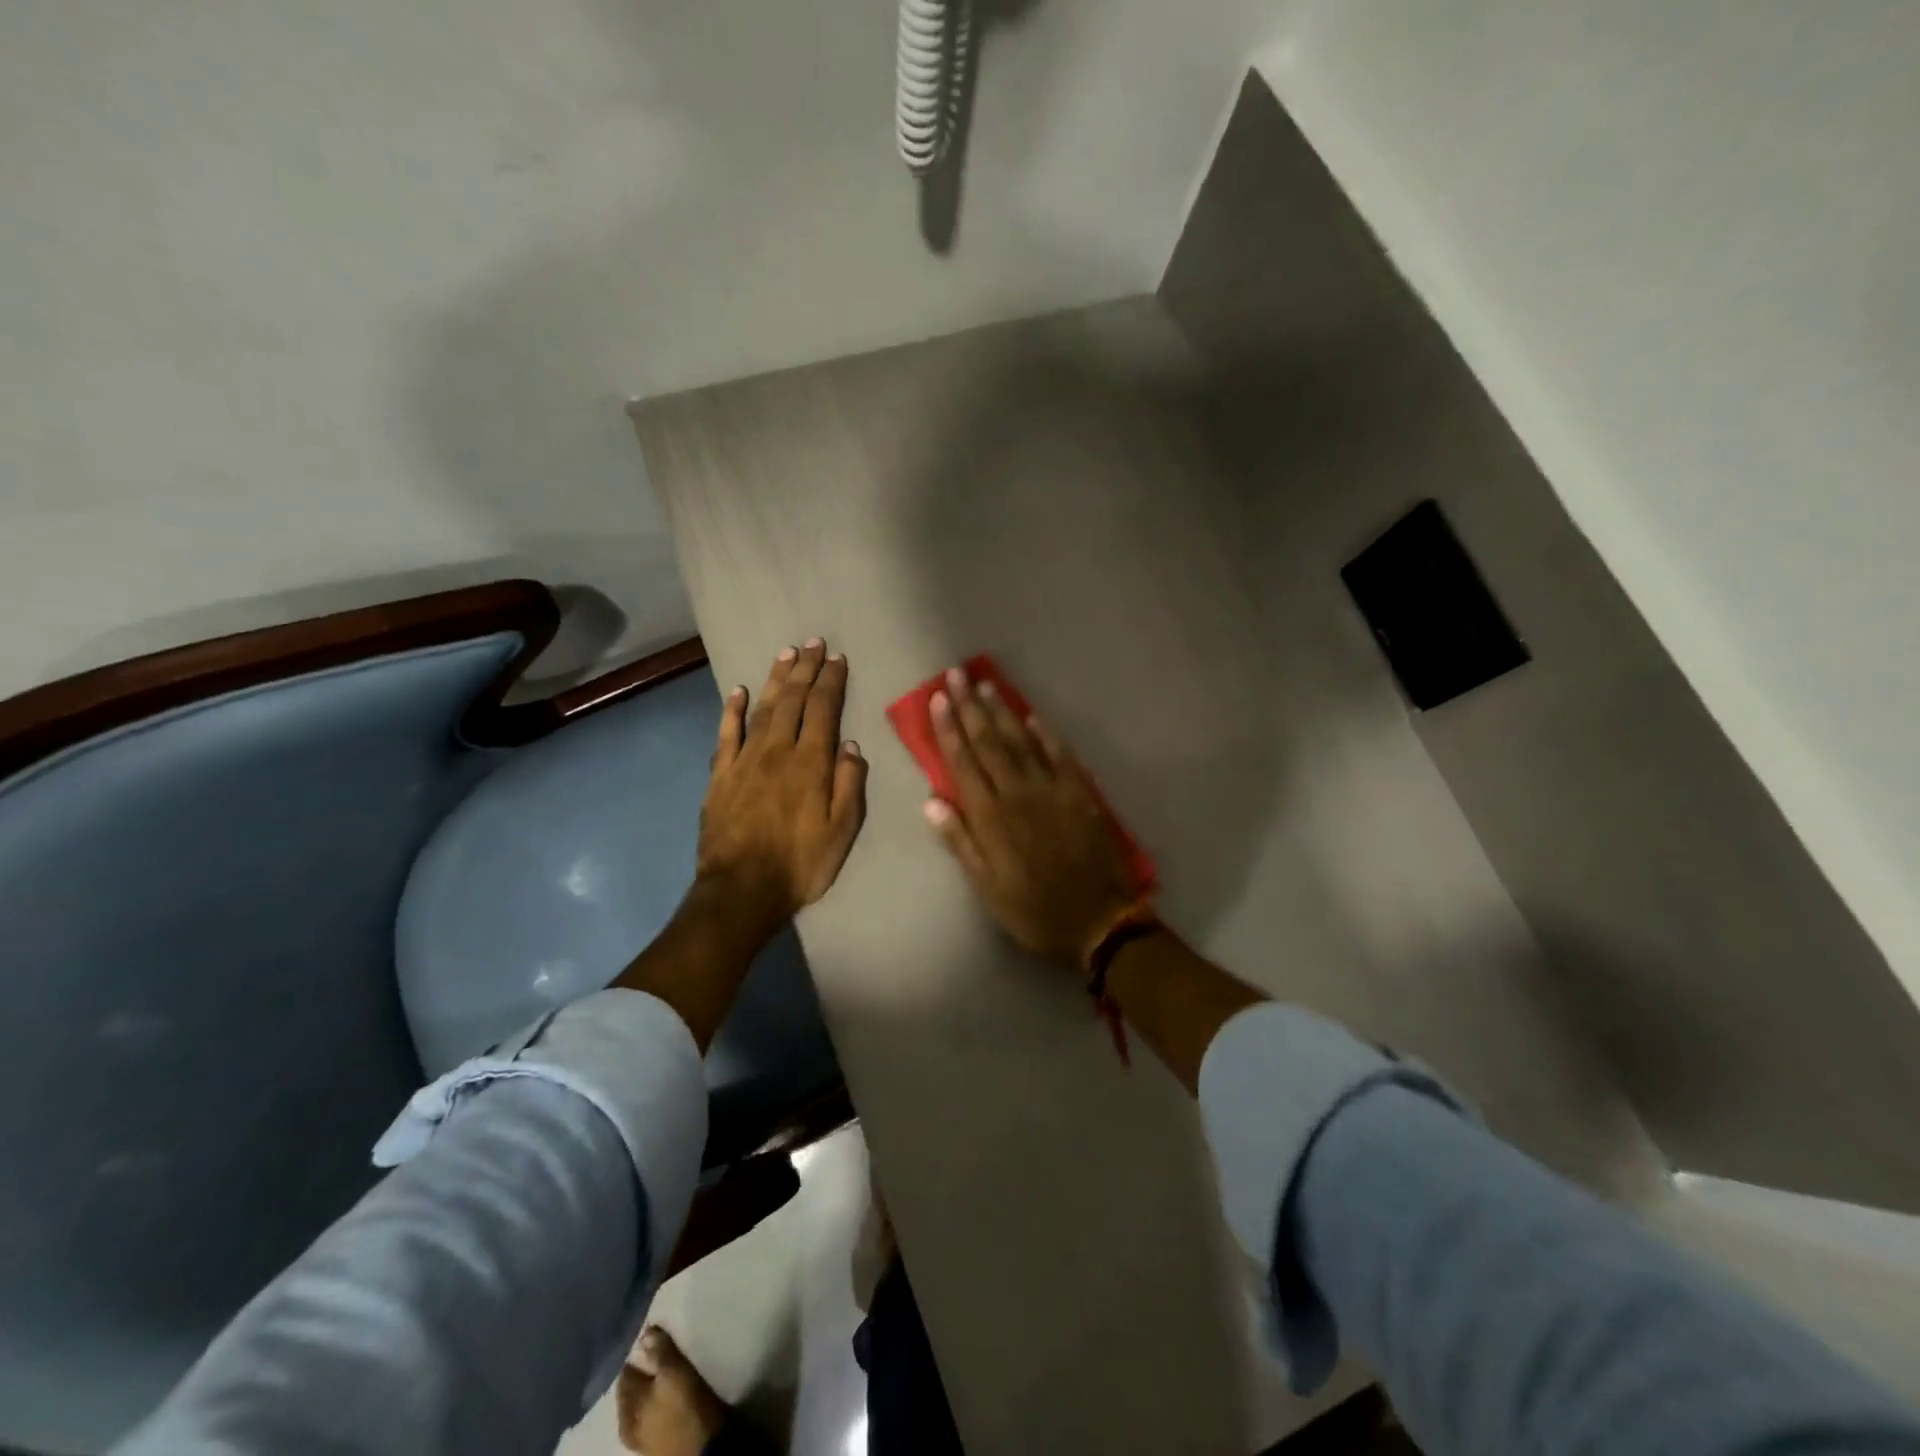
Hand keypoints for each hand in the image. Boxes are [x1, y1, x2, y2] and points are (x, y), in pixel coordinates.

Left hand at [698, 639, 868, 922]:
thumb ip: (849, 785)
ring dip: (776, 679)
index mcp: (811, 763)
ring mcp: (744, 760)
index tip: (838, 657)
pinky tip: (738, 691)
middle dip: (806, 669)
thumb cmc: (800, 864)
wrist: (742, 890)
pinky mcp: (720, 775)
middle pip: (794, 700)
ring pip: (763, 709)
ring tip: (786, 654)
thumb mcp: (842, 830)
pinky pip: (726, 734)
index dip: (832, 681)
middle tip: (813, 642)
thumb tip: (851, 746)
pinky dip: (732, 710)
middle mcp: (777, 751)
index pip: (824, 710)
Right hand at [924, 666, 1138, 968]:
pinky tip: (1032, 716)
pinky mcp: (1079, 793)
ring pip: (1021, 741)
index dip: (949, 729)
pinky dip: (1044, 734)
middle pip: (989, 742)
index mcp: (991, 818)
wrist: (1098, 920)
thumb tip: (931, 801)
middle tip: (956, 675)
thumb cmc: (1034, 910)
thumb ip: (960, 842)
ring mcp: (1052, 790)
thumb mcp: (987, 888)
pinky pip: (1059, 755)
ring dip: (1002, 711)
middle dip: (970, 707)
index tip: (939, 699)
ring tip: (986, 684)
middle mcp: (1018, 794)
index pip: (963, 762)